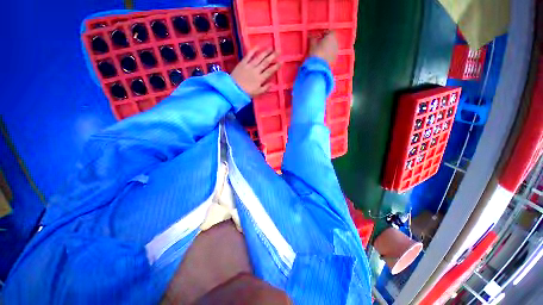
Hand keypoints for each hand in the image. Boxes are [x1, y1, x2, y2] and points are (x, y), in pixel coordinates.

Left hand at [230, 47, 279, 96]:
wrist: (233, 89)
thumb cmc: (246, 93)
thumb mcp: (257, 93)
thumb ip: (265, 88)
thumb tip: (272, 84)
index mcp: (260, 79)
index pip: (270, 71)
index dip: (276, 66)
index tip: (282, 61)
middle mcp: (256, 71)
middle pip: (266, 62)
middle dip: (273, 56)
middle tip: (278, 50)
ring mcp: (249, 66)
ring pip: (259, 57)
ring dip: (265, 52)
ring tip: (271, 47)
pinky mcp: (242, 63)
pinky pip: (248, 55)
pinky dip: (253, 50)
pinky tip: (257, 46)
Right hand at [309, 31, 337, 65]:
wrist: (319, 68)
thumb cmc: (316, 53)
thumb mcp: (312, 45)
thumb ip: (313, 38)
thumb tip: (312, 36)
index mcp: (331, 37)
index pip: (329, 31)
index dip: (324, 33)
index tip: (319, 37)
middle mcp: (336, 42)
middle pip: (332, 39)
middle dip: (326, 41)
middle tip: (319, 44)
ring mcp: (336, 51)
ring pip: (332, 47)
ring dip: (328, 48)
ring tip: (321, 52)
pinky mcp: (335, 59)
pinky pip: (332, 54)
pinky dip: (328, 54)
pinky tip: (323, 58)